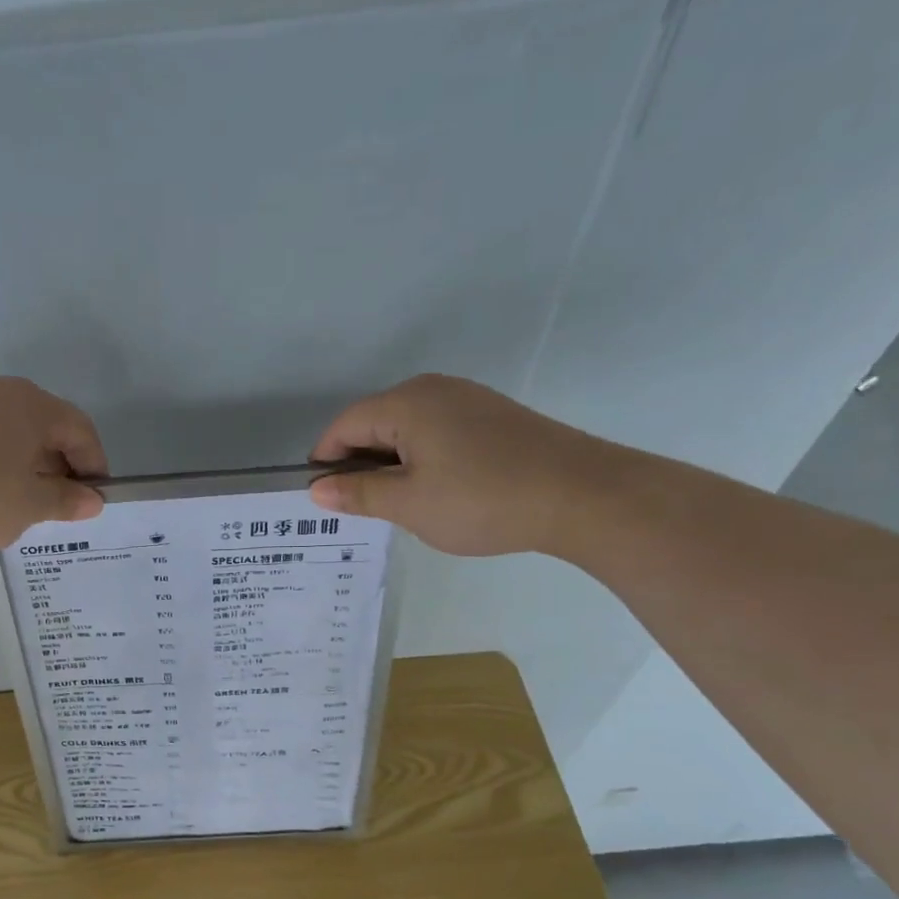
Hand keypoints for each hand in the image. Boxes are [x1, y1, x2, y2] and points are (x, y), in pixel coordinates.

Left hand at [0, 377, 107, 556]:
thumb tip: (92, 500)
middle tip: (58, 508)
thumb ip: (64, 500)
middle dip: (59, 467)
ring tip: (19, 507)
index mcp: (30, 405)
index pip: (80, 429)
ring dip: (25, 468)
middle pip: (45, 427)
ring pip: (10, 435)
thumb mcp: (27, 506)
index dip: (94, 466)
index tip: (93, 501)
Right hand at [308, 374, 621, 556]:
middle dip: (359, 463)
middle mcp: (434, 389)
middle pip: (375, 422)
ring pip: (407, 428)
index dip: (326, 460)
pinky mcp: (493, 417)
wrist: (582, 496)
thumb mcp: (409, 504)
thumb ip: (358, 494)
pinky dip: (422, 459)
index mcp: (406, 403)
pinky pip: (438, 432)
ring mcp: (468, 400)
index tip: (322, 498)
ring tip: (398, 505)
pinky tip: (436, 491)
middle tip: (359, 508)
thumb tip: (316, 489)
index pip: (345, 425)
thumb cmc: (482, 499)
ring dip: (391, 463)